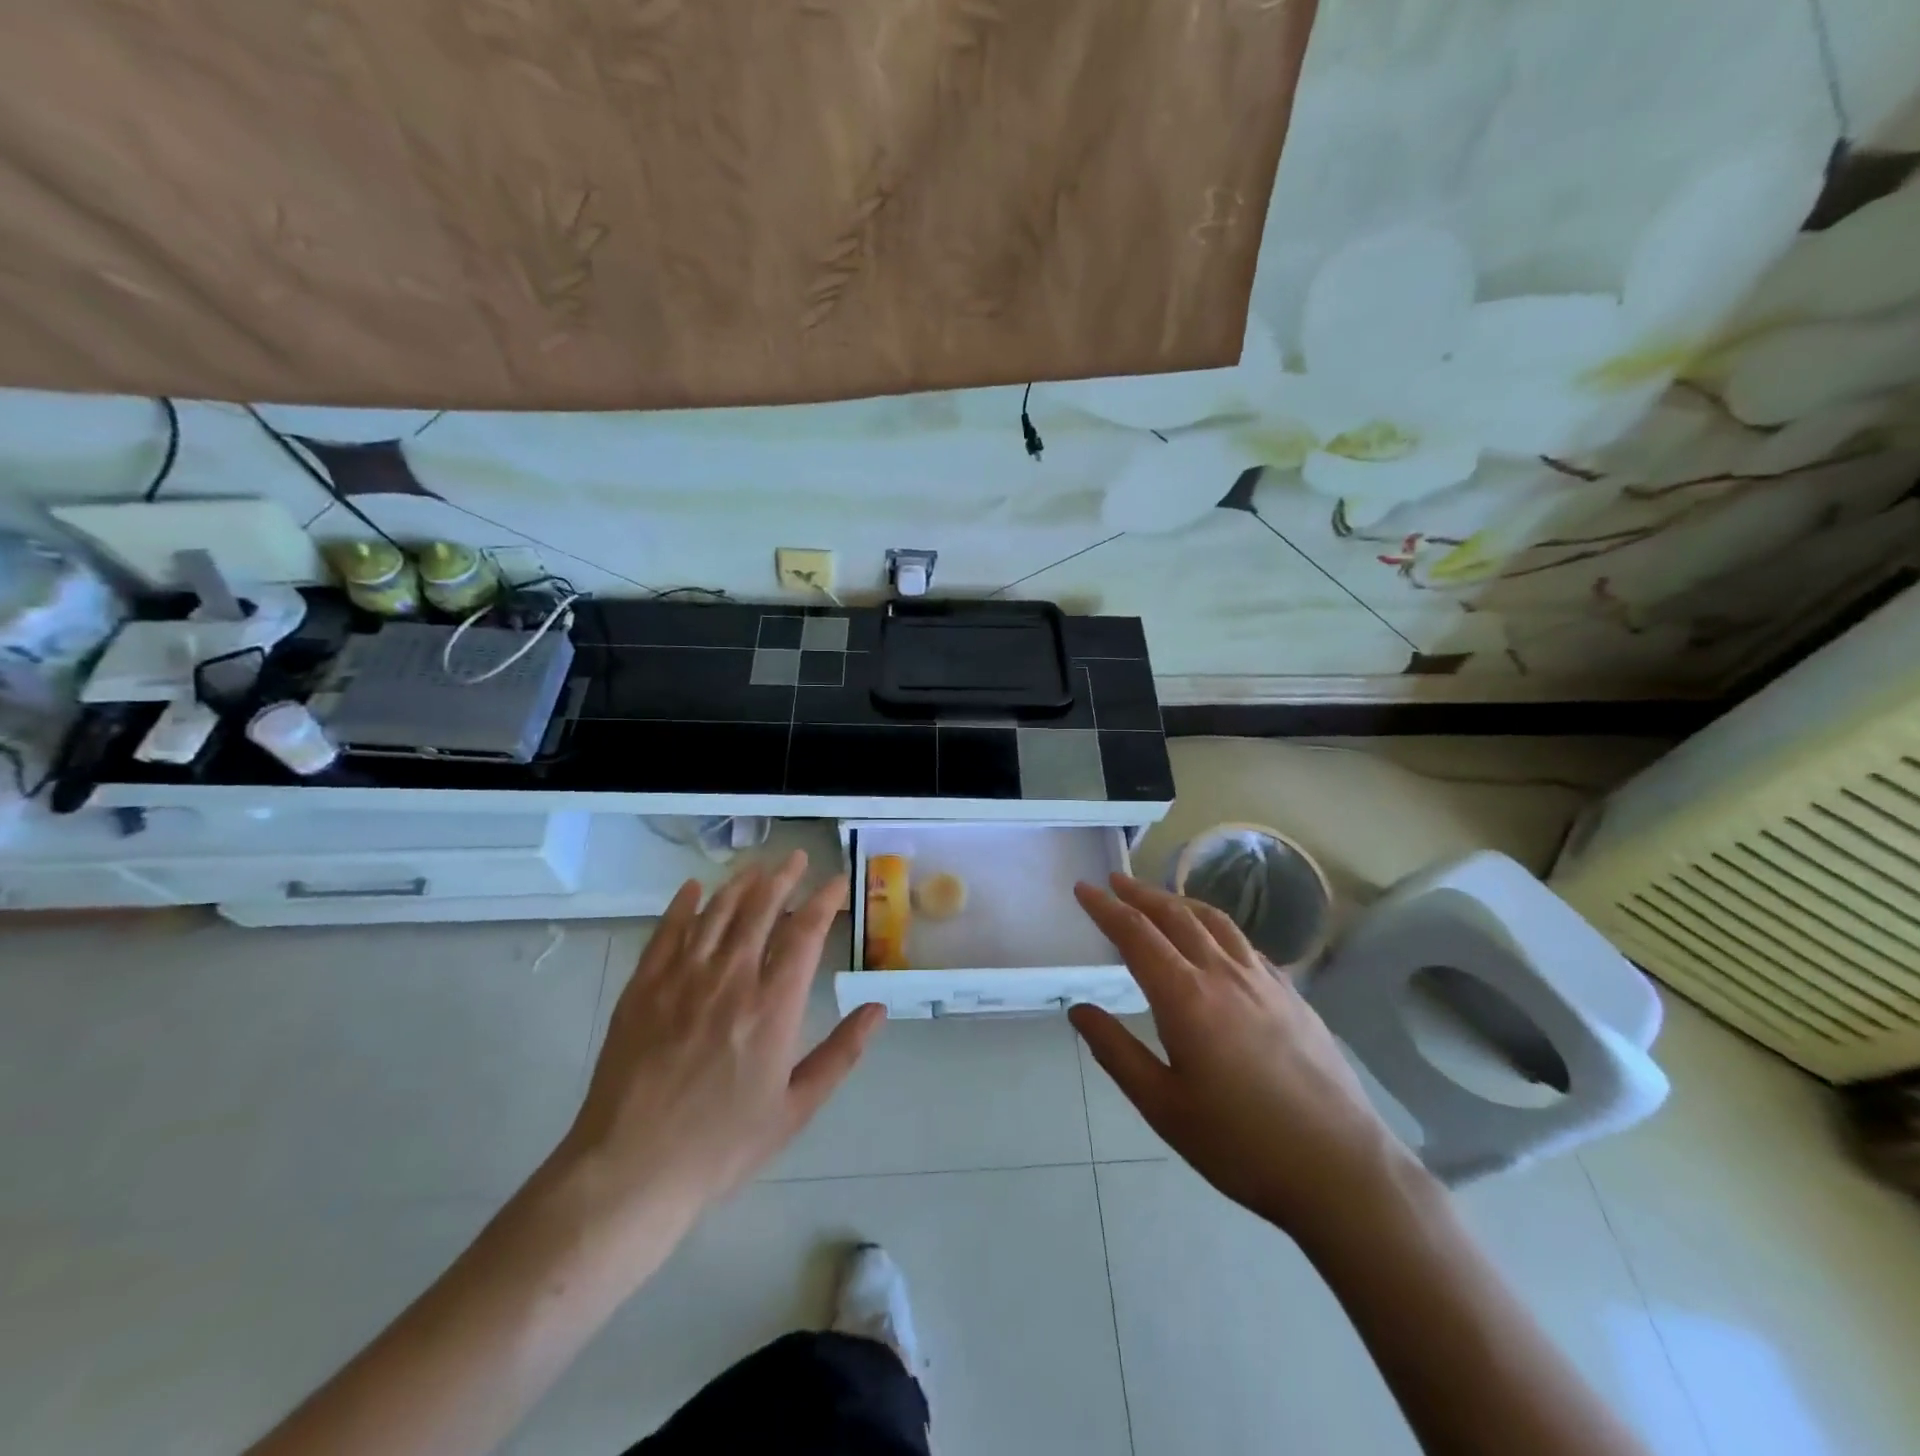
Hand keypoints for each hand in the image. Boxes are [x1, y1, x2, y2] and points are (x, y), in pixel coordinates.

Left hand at [558, 851, 884, 1228]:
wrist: (630, 1170)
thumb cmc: (722, 1145)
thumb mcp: (795, 1109)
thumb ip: (841, 1053)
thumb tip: (878, 1008)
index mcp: (773, 1007)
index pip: (804, 933)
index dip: (823, 900)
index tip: (836, 882)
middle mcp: (731, 979)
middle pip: (760, 908)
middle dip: (782, 877)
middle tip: (796, 858)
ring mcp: (682, 979)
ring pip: (716, 912)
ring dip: (740, 883)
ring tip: (757, 867)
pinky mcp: (643, 988)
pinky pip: (667, 932)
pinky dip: (683, 904)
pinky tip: (693, 889)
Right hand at [1070, 874, 1421, 1243]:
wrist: (1341, 1169)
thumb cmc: (1240, 1143)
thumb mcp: (1162, 1106)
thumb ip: (1115, 1051)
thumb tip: (1078, 1009)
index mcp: (1185, 997)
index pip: (1136, 934)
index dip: (1106, 907)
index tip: (1084, 888)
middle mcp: (1223, 974)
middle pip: (1175, 915)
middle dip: (1140, 893)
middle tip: (1115, 880)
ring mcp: (1264, 981)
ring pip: (1215, 921)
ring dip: (1180, 902)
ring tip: (1160, 899)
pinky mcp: (1292, 995)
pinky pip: (1245, 944)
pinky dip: (1217, 927)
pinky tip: (1216, 942)